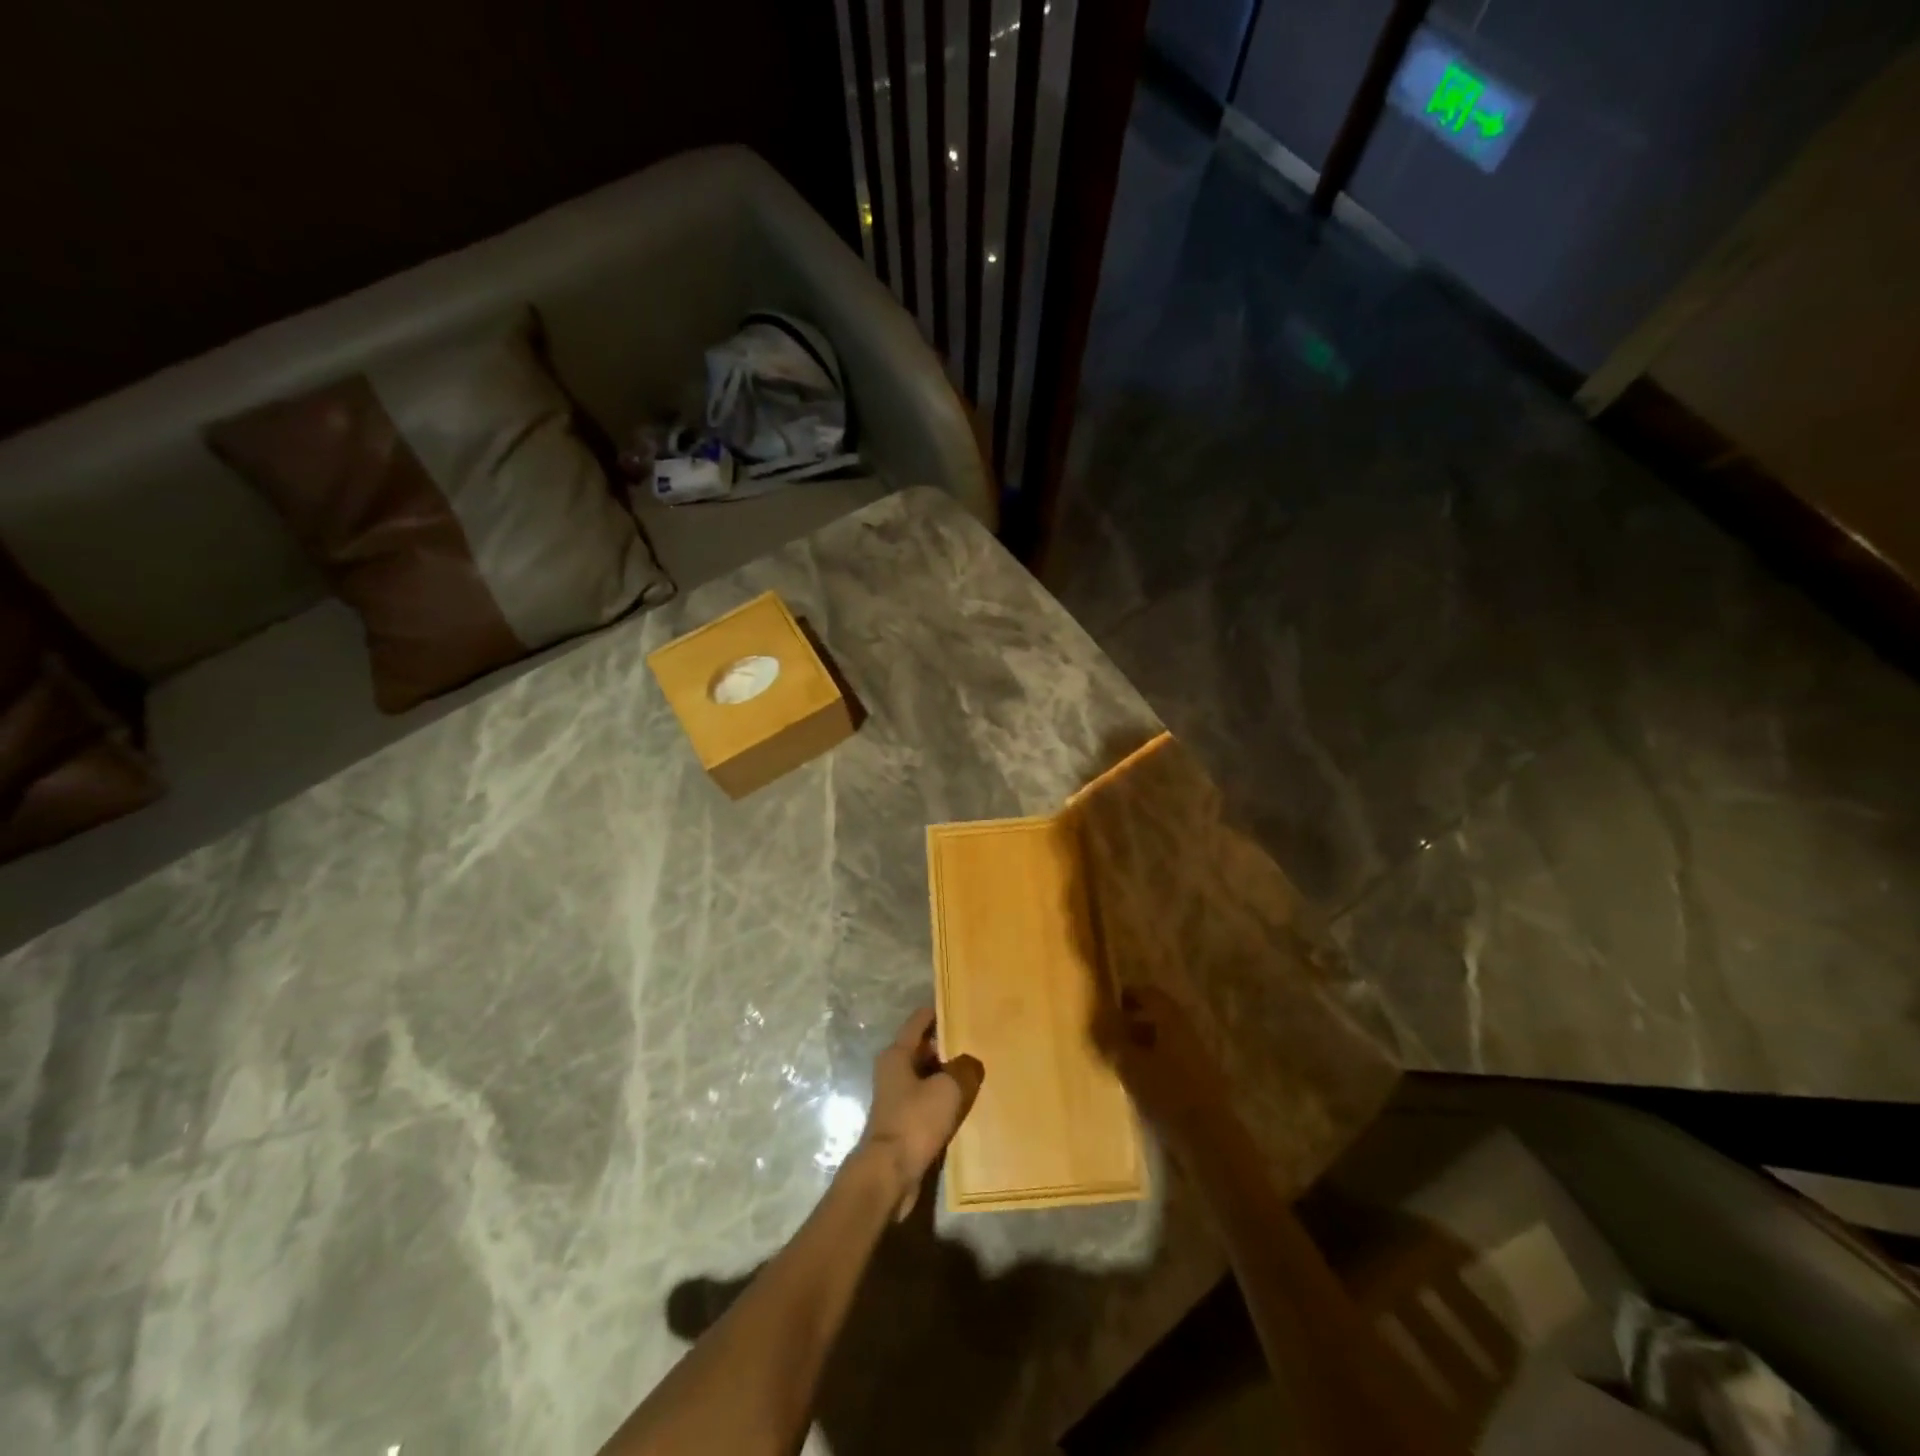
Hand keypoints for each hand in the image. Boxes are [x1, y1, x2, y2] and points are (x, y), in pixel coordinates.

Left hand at [856, 1008, 983, 1219]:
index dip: (938, 1012)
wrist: (889, 1174)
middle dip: (947, 1045)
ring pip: (926, 1077)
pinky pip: (927, 1102)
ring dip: (947, 1075)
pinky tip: (964, 1105)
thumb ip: (964, 1069)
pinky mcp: (903, 1123)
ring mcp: (896, 1098)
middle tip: (977, 1041)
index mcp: (897, 1054)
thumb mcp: (948, 1089)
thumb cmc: (915, 1121)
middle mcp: (893, 1071)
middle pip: (923, 1049)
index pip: (918, 1022)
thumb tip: (970, 1063)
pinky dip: (943, 1100)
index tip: (959, 1006)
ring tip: (976, 1072)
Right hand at [1096, 985, 1231, 1138]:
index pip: (1149, 993)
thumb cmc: (1166, 1093)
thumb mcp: (1130, 1065)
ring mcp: (1197, 1057)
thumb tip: (1095, 1021)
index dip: (1127, 995)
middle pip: (1157, 1017)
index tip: (1106, 1007)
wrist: (1209, 1140)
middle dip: (1131, 1023)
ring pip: (1164, 1041)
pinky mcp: (1200, 1082)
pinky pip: (1172, 1062)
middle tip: (1108, 1035)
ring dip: (1142, 1046)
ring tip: (1119, 1063)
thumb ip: (1111, 1041)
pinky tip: (1138, 1085)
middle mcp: (1187, 1032)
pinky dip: (1153, 1065)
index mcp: (1172, 1020)